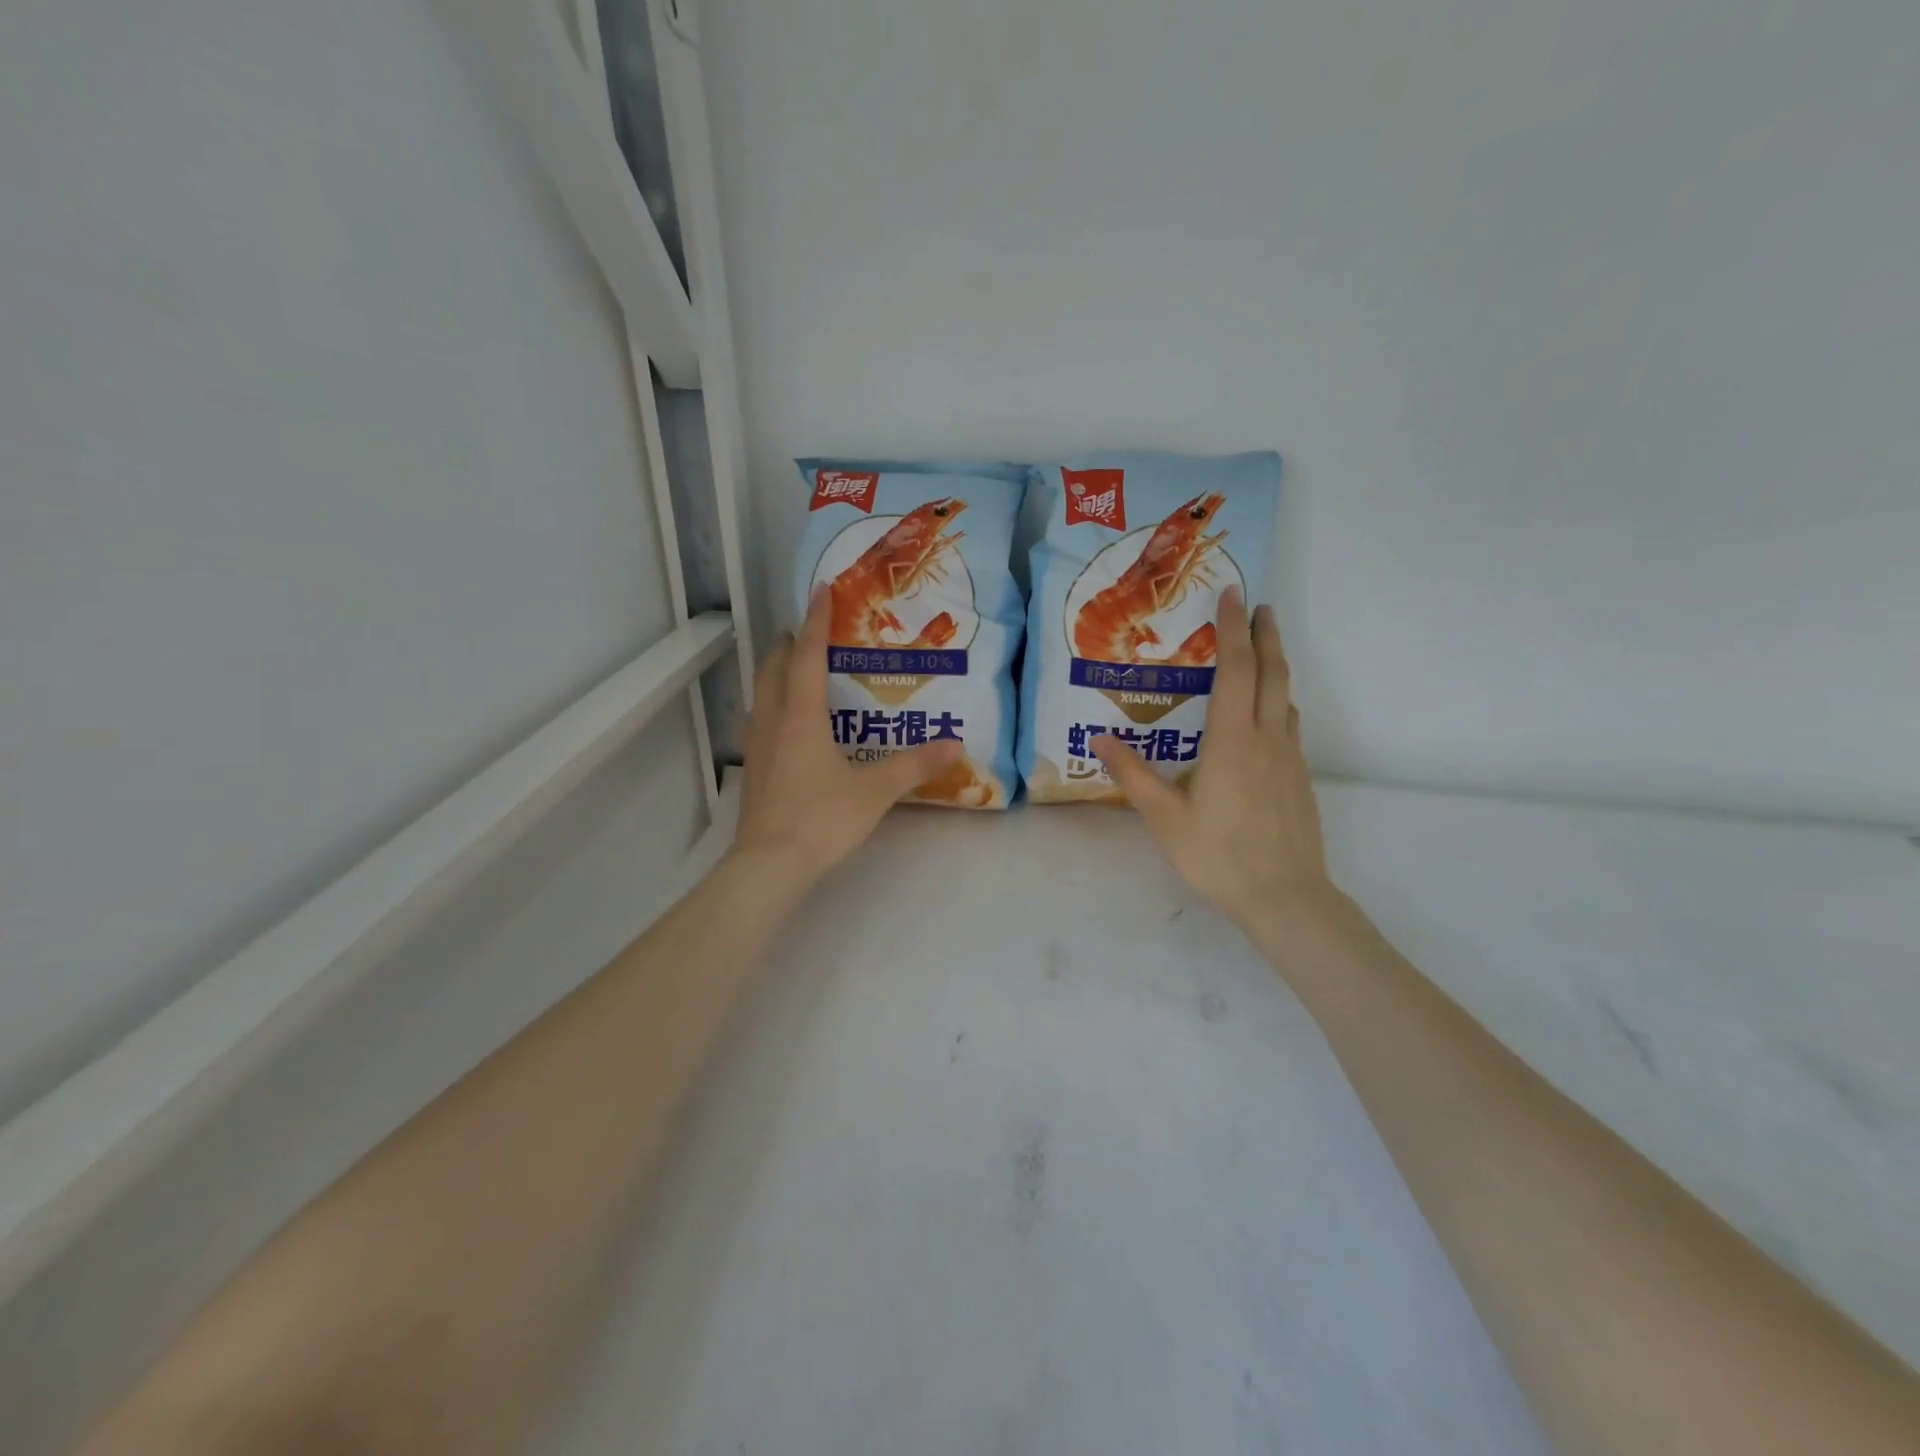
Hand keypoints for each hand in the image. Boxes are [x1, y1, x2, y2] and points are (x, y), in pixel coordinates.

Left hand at [731, 586, 963, 887]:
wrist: (770, 866)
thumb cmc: (822, 819)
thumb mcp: (875, 791)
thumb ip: (914, 765)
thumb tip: (955, 744)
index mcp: (801, 717)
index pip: (808, 656)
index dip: (816, 621)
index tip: (820, 589)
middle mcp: (773, 722)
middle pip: (773, 669)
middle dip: (790, 645)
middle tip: (809, 633)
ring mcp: (757, 747)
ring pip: (760, 695)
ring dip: (775, 675)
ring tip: (797, 672)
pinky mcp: (754, 771)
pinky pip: (760, 722)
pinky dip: (772, 707)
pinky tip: (787, 726)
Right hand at [1093, 588, 1334, 931]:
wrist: (1286, 896)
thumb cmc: (1218, 854)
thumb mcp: (1163, 817)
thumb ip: (1132, 774)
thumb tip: (1098, 737)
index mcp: (1233, 740)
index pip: (1237, 669)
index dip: (1234, 629)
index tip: (1233, 595)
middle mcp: (1267, 737)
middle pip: (1273, 671)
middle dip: (1265, 633)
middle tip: (1257, 605)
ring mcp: (1289, 757)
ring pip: (1286, 695)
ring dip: (1275, 663)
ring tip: (1259, 648)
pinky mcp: (1298, 776)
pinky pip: (1289, 722)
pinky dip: (1278, 698)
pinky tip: (1266, 712)